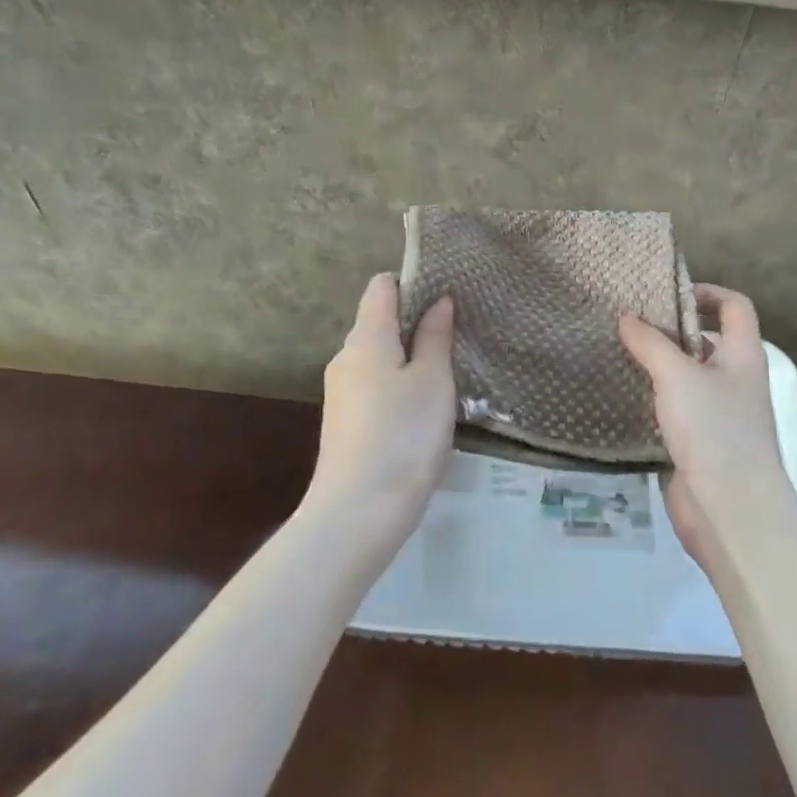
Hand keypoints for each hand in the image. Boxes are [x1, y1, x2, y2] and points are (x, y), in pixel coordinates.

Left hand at [304, 274, 456, 557]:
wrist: (357, 514)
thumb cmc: (404, 435)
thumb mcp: (433, 381)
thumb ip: (435, 336)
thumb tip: (439, 300)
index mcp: (366, 337)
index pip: (381, 286)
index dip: (412, 282)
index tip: (446, 294)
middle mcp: (345, 357)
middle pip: (378, 321)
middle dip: (414, 322)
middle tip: (456, 335)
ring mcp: (340, 392)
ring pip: (377, 357)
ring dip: (408, 357)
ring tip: (446, 372)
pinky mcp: (343, 423)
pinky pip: (373, 385)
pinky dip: (396, 384)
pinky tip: (421, 409)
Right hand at [619, 284, 793, 573]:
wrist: (731, 512)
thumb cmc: (714, 430)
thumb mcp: (678, 376)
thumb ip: (650, 343)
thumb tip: (627, 318)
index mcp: (742, 355)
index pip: (735, 306)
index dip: (707, 292)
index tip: (667, 295)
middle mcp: (734, 379)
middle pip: (705, 339)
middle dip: (669, 330)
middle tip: (627, 322)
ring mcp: (717, 413)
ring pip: (685, 376)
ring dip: (656, 366)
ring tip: (616, 353)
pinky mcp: (697, 443)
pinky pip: (673, 409)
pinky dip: (651, 399)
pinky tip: (620, 394)